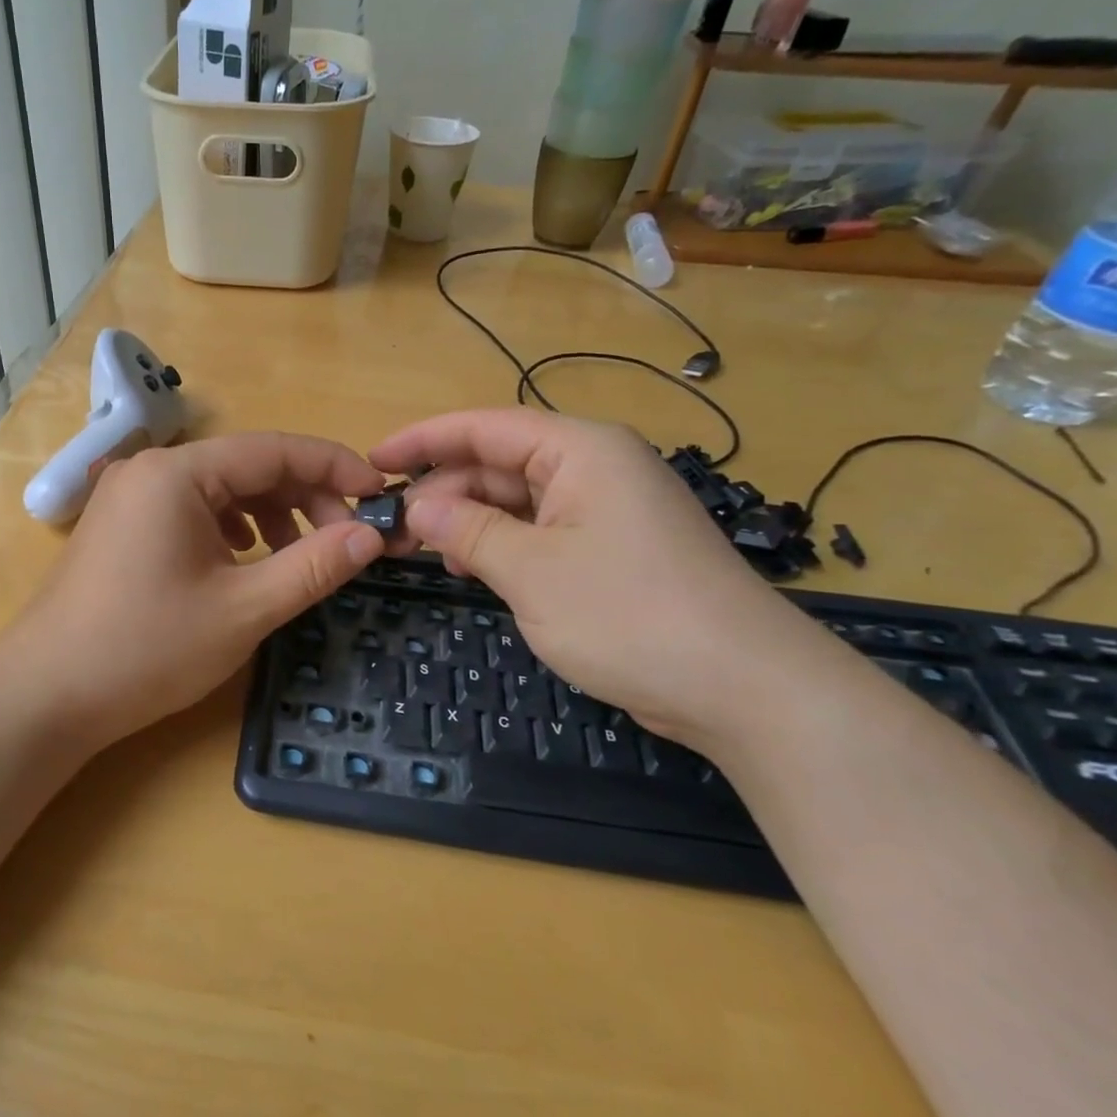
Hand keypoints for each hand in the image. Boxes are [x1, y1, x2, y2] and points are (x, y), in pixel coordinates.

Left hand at [0, 433, 387, 748]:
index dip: (334, 466)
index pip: (274, 449)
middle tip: (346, 542)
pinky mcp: (123, 526)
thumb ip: (313, 566)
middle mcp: (151, 470)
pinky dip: (233, 530)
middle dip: (305, 497)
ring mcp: (131, 497)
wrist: (45, 696)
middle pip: (247, 467)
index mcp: (178, 473)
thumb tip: (372, 535)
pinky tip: (248, 561)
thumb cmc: (146, 649)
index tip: (381, 494)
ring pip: (221, 490)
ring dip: (271, 515)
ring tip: (301, 556)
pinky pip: (194, 511)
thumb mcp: (242, 609)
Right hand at [368, 409, 835, 750]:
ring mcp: (604, 512)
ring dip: (467, 522)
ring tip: (418, 550)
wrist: (745, 688)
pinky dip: (499, 545)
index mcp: (580, 450)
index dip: (423, 440)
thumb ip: (468, 532)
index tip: (372, 460)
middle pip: (498, 464)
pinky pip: (538, 532)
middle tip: (389, 529)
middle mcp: (593, 469)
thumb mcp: (532, 571)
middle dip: (442, 491)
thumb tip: (416, 507)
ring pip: (516, 501)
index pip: (485, 427)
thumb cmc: (631, 614)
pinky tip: (468, 566)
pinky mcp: (610, 552)